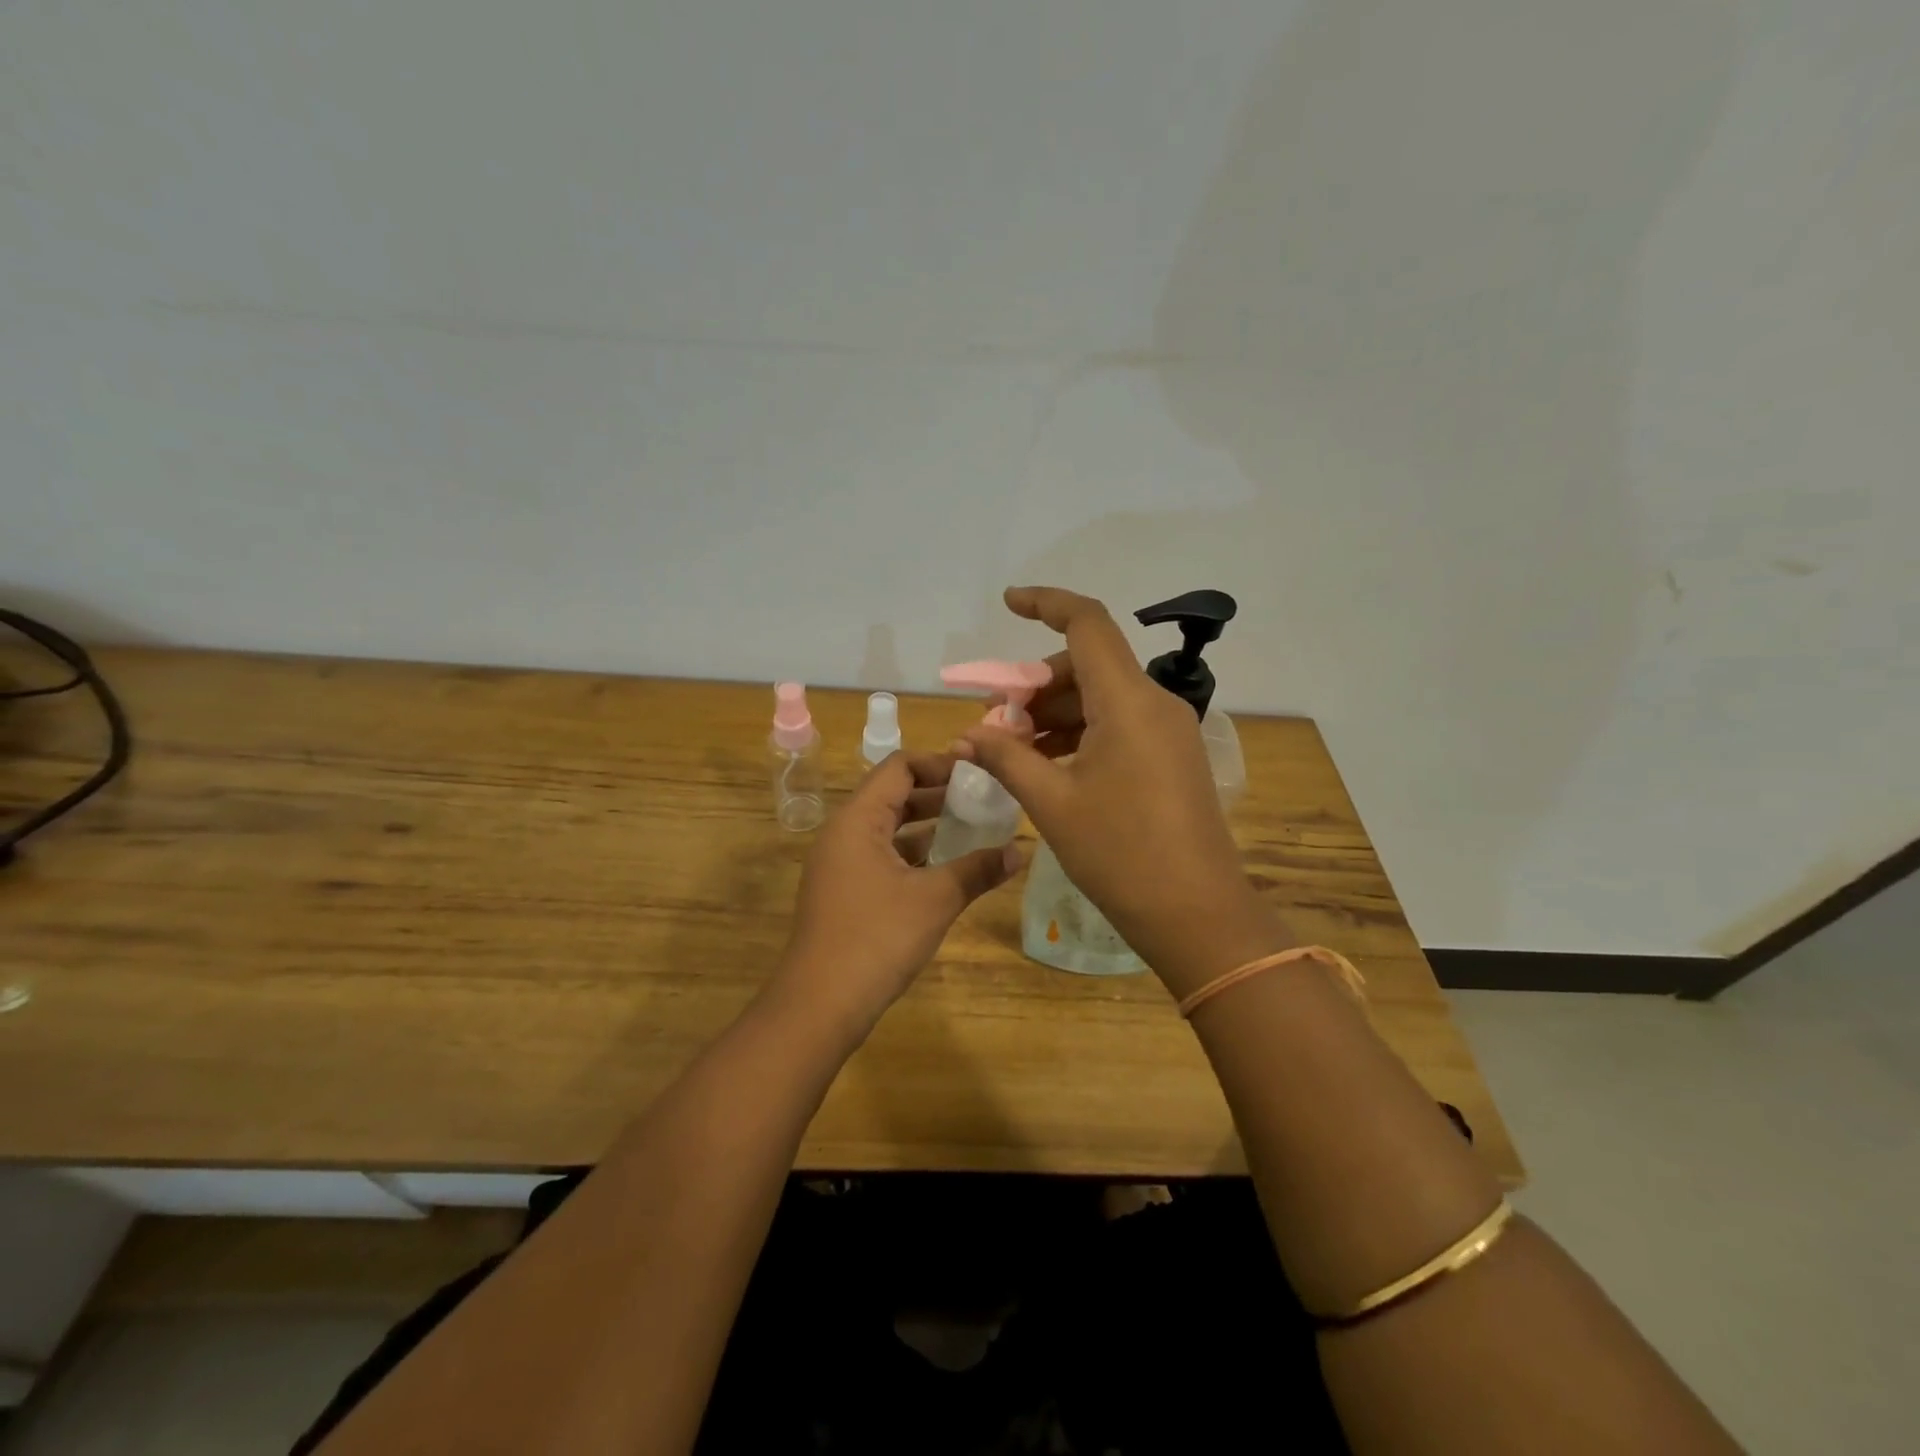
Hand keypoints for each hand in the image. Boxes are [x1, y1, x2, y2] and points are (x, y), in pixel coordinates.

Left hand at [768, 751, 1021, 1043]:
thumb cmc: (876, 939)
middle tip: (981, 798)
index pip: (898, 767)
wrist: (819, 1005)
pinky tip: (944, 869)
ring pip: (887, 828)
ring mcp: (839, 864)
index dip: (939, 763)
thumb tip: (1019, 851)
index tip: (977, 772)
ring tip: (971, 828)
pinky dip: (911, 854)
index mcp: (857, 820)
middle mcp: (843, 833)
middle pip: (891, 794)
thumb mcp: (935, 900)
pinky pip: (880, 856)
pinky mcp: (842, 892)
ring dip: (926, 825)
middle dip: (937, 793)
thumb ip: (977, 869)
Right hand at [956, 586, 1290, 993]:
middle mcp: (1155, 703)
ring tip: (1013, 750)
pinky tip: (1048, 765)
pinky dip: (1080, 734)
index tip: (1008, 602)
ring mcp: (1168, 731)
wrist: (1197, 914)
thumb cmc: (1120, 854)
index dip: (1046, 602)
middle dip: (1036, 684)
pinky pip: (1119, 725)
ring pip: (1102, 698)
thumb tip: (966, 736)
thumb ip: (1005, 758)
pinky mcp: (1172, 757)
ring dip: (1054, 714)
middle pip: (1088, 665)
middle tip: (995, 722)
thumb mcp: (1052, 802)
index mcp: (1128, 701)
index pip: (1087, 623)